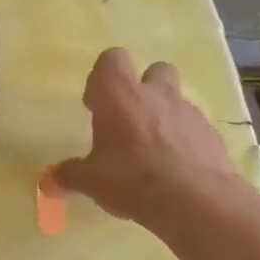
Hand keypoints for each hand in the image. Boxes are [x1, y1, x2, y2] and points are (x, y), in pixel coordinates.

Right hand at [48, 48, 256, 232]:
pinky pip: (193, 126)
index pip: (111, 59)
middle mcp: (155, 93)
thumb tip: (49, 182)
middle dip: (142, 88)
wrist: (196, 201)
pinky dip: (184, 138)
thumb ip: (69, 176)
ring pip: (176, 98)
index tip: (95, 106)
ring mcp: (187, 111)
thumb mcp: (91, 181)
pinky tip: (176, 167)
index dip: (102, 78)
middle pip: (153, 69)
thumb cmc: (132, 179)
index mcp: (119, 95)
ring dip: (164, 114)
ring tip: (154, 148)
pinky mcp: (211, 133)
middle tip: (129, 120)